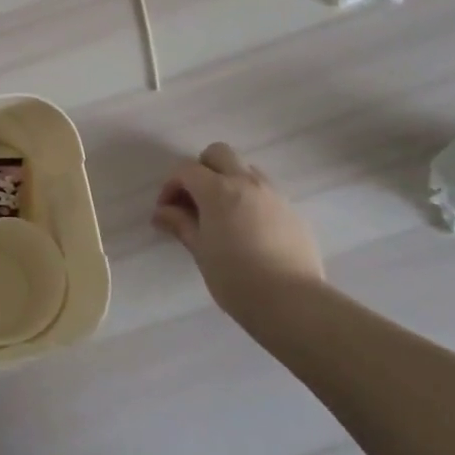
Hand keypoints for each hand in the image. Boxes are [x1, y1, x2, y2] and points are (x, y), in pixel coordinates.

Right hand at [152, 142, 325, 318]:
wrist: (291, 301)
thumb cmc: (236, 278)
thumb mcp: (201, 251)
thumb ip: (181, 224)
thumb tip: (162, 212)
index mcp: (218, 190)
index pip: (186, 169)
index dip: (171, 185)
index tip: (167, 211)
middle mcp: (246, 182)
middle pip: (219, 153)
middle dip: (202, 169)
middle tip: (196, 201)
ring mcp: (273, 193)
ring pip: (245, 169)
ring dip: (229, 180)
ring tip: (224, 215)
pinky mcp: (292, 209)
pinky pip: (266, 191)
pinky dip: (251, 198)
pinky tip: (250, 230)